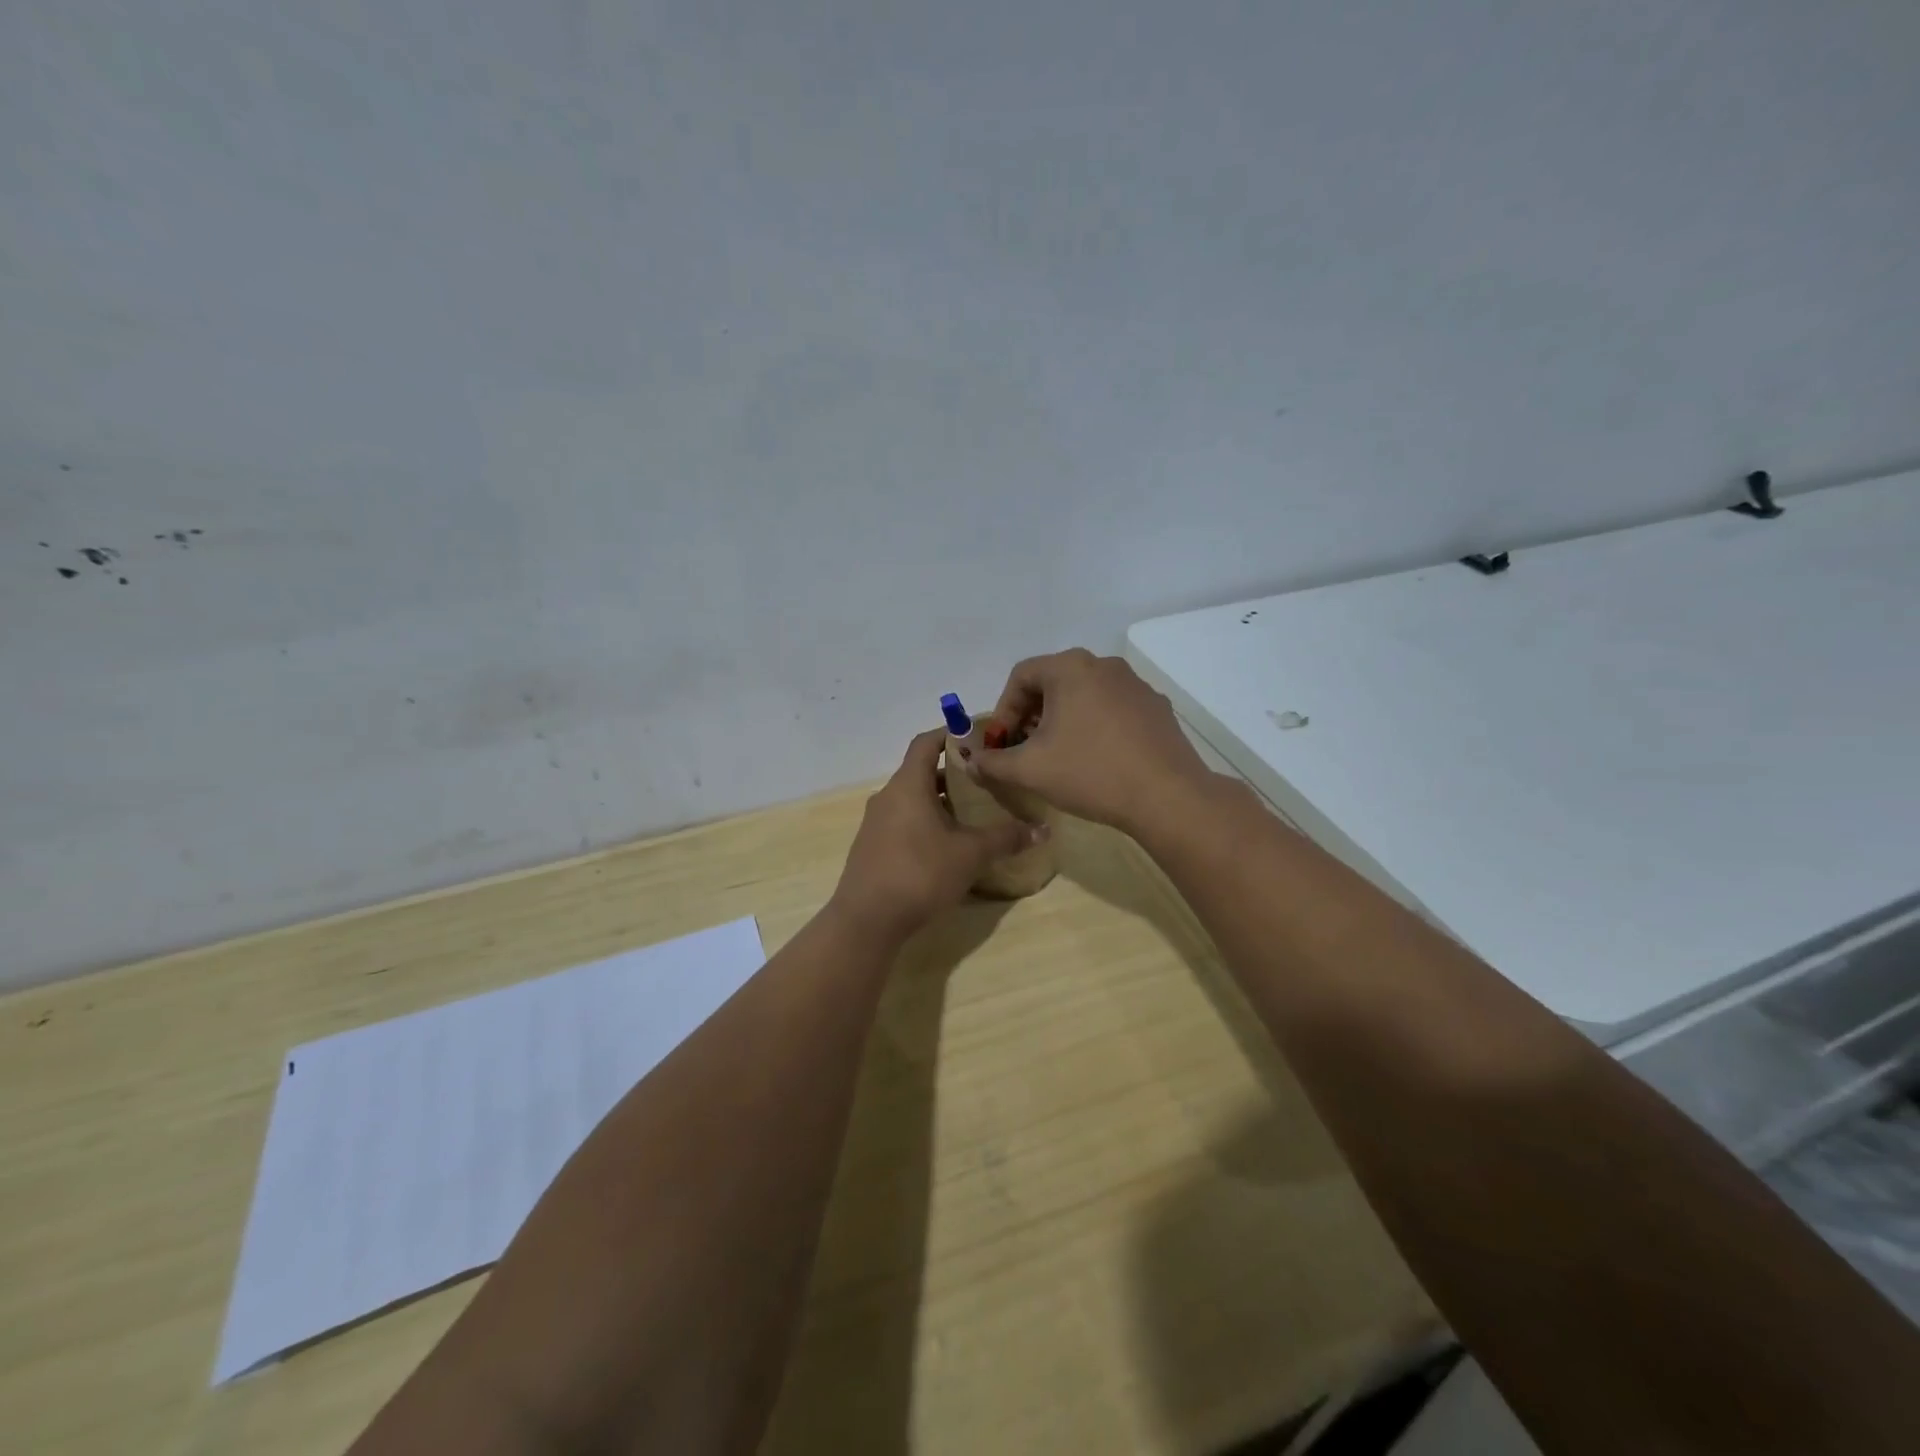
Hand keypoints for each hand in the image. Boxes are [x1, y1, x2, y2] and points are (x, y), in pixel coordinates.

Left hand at [830, 728, 1045, 942]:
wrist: (867, 919)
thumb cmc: (920, 873)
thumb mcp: (970, 854)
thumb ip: (1006, 838)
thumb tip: (1043, 829)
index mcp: (908, 785)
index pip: (926, 743)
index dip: (950, 734)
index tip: (977, 737)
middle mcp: (888, 796)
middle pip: (921, 772)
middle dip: (952, 774)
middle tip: (985, 781)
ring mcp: (876, 823)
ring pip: (912, 800)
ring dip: (940, 802)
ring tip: (972, 814)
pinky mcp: (873, 848)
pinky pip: (903, 822)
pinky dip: (926, 823)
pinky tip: (947, 846)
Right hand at [970, 649, 1212, 834]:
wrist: (1167, 796)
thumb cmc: (1090, 773)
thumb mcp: (1029, 770)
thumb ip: (992, 762)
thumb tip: (970, 762)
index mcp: (1070, 668)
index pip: (1021, 676)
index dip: (1002, 711)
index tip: (1001, 744)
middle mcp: (1104, 665)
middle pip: (1053, 683)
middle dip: (1031, 716)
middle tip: (1024, 750)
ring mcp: (1135, 685)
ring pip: (1084, 695)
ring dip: (1063, 721)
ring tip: (1059, 756)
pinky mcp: (1156, 707)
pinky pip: (1113, 709)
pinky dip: (1094, 726)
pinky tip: (1097, 760)